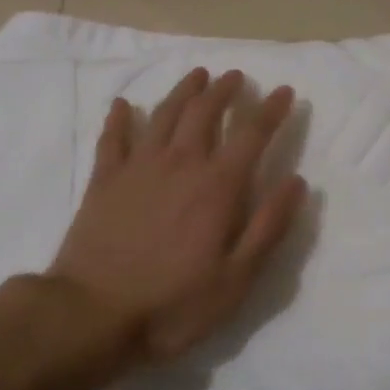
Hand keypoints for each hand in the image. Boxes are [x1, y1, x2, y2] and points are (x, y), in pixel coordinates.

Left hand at [49, 67, 305, 362]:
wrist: (92, 314)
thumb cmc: (172, 303)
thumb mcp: (236, 279)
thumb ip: (268, 227)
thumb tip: (297, 182)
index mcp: (217, 186)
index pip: (252, 134)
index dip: (271, 110)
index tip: (285, 91)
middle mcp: (180, 164)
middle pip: (204, 112)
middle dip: (224, 90)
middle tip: (235, 76)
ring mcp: (138, 168)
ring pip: (163, 115)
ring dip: (183, 91)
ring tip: (197, 75)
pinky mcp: (104, 181)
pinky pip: (112, 138)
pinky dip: (118, 118)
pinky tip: (121, 105)